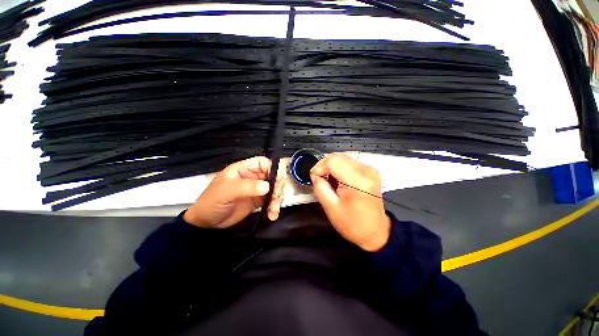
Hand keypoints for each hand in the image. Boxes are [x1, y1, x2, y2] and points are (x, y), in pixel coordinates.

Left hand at [184, 156, 284, 227]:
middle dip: (278, 186)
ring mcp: (256, 189)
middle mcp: (252, 177)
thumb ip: (246, 187)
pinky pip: (271, 200)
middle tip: (276, 197)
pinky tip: (272, 214)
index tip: (278, 181)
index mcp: (243, 169)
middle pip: (272, 176)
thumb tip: (267, 186)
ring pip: (274, 189)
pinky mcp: (258, 201)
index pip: (263, 163)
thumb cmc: (211, 202)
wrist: (206, 223)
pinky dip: (274, 207)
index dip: (272, 168)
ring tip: (273, 209)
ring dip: (277, 199)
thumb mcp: (226, 192)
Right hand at [310, 154, 390, 251]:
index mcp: (358, 181)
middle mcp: (366, 170)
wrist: (375, 231)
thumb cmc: (352, 223)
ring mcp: (370, 170)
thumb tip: (315, 174)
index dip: (319, 167)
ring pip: (342, 158)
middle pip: (338, 157)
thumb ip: (320, 187)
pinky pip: (349, 163)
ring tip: (327, 180)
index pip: (333, 162)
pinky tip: (337, 180)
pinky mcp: (370, 171)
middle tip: (318, 179)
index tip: (314, 178)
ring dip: (331, 167)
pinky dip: (339, 168)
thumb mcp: (330, 208)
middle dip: (324, 166)